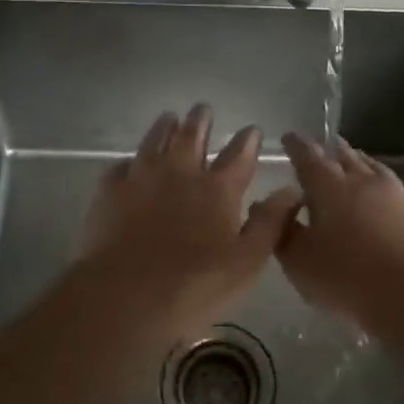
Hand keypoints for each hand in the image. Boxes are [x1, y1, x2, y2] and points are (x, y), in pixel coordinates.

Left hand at [71, 106, 301, 347]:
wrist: (125, 295)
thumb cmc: (194, 285)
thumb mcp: (246, 262)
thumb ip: (270, 223)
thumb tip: (292, 190)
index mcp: (218, 189)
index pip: (238, 155)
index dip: (247, 140)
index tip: (251, 129)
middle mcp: (181, 172)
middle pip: (192, 136)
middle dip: (200, 120)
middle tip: (203, 108)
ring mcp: (142, 177)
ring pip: (154, 140)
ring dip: (164, 127)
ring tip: (169, 117)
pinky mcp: (110, 191)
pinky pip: (120, 166)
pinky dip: (129, 161)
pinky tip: (129, 163)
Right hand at [276, 134, 403, 330]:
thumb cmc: (347, 277)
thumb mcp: (300, 261)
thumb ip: (284, 232)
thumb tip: (276, 209)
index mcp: (330, 187)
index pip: (308, 157)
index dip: (296, 145)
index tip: (289, 137)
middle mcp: (364, 182)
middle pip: (345, 156)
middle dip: (331, 149)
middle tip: (324, 144)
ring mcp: (397, 196)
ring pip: (374, 169)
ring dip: (361, 162)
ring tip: (355, 160)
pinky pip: (398, 192)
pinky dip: (385, 189)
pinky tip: (387, 198)